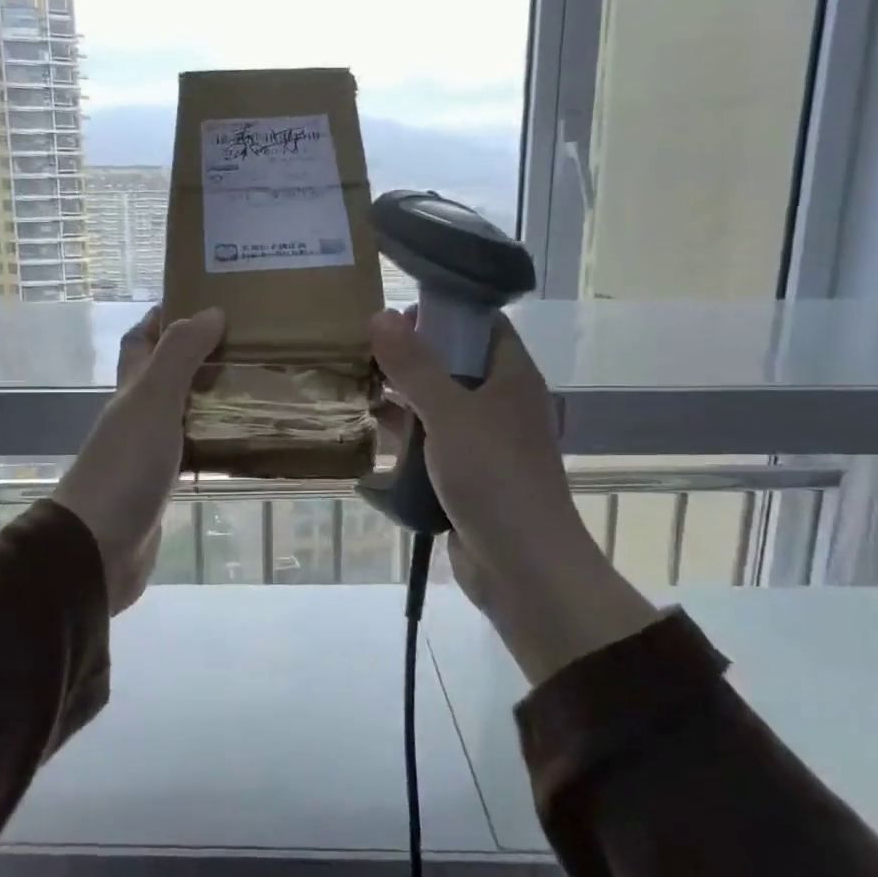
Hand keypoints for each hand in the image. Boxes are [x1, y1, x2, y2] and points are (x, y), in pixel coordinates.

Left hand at [54, 305, 224, 614]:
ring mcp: (148, 453)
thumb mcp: (153, 400)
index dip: (163, 317)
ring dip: (212, 400)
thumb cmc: (125, 466)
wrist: (98, 547)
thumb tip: (211, 311)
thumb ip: (180, 355)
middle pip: (165, 376)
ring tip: (258, 388)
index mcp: (131, 390)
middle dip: (199, 357)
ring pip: (183, 414)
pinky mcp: (163, 486)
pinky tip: (245, 444)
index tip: (203, 300)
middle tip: (248, 346)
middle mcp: (137, 416)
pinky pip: (194, 453)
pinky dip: (216, 442)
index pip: (140, 340)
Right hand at [370, 308, 659, 685]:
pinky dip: (406, 437)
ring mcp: (484, 442)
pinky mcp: (467, 476)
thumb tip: (381, 314)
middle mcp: (501, 404)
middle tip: (362, 346)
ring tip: (355, 383)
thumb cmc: (494, 478)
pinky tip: (370, 432)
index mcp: (512, 378)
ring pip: (439, 406)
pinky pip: (432, 444)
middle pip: (455, 365)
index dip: (445, 312)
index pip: (483, 326)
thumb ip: (415, 366)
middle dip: (412, 356)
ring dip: (403, 398)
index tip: (397, 309)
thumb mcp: (450, 414)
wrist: (522, 567)